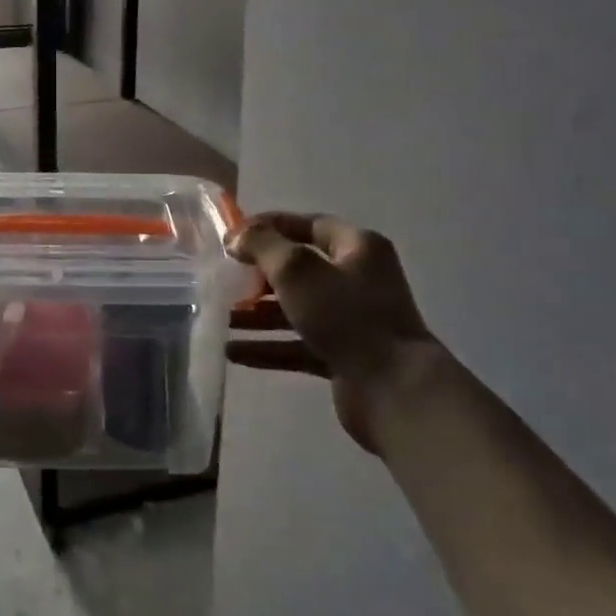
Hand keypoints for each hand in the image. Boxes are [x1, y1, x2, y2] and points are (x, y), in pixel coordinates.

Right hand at [228, 212, 451, 452]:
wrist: (394, 390)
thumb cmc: (347, 316)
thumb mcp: (297, 269)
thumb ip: (263, 246)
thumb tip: (237, 237)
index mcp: (358, 248)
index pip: (309, 225)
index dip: (271, 226)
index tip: (234, 236)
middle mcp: (358, 280)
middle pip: (300, 269)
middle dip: (259, 275)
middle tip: (223, 279)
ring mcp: (351, 321)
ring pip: (296, 309)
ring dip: (257, 314)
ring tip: (221, 318)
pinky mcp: (343, 357)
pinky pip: (297, 345)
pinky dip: (268, 347)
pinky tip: (233, 352)